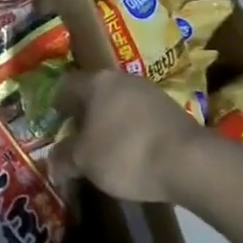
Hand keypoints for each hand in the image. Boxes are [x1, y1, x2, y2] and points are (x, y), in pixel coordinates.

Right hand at [54, 69, 205, 203]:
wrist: (190, 162)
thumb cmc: (125, 153)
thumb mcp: (84, 161)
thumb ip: (64, 158)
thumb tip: (53, 163)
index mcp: (96, 82)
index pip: (66, 86)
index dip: (57, 105)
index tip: (55, 125)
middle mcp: (122, 79)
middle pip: (95, 93)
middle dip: (85, 115)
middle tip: (78, 139)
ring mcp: (151, 92)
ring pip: (120, 104)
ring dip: (110, 122)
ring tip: (106, 149)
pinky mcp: (172, 110)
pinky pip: (141, 117)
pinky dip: (132, 131)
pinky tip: (133, 153)